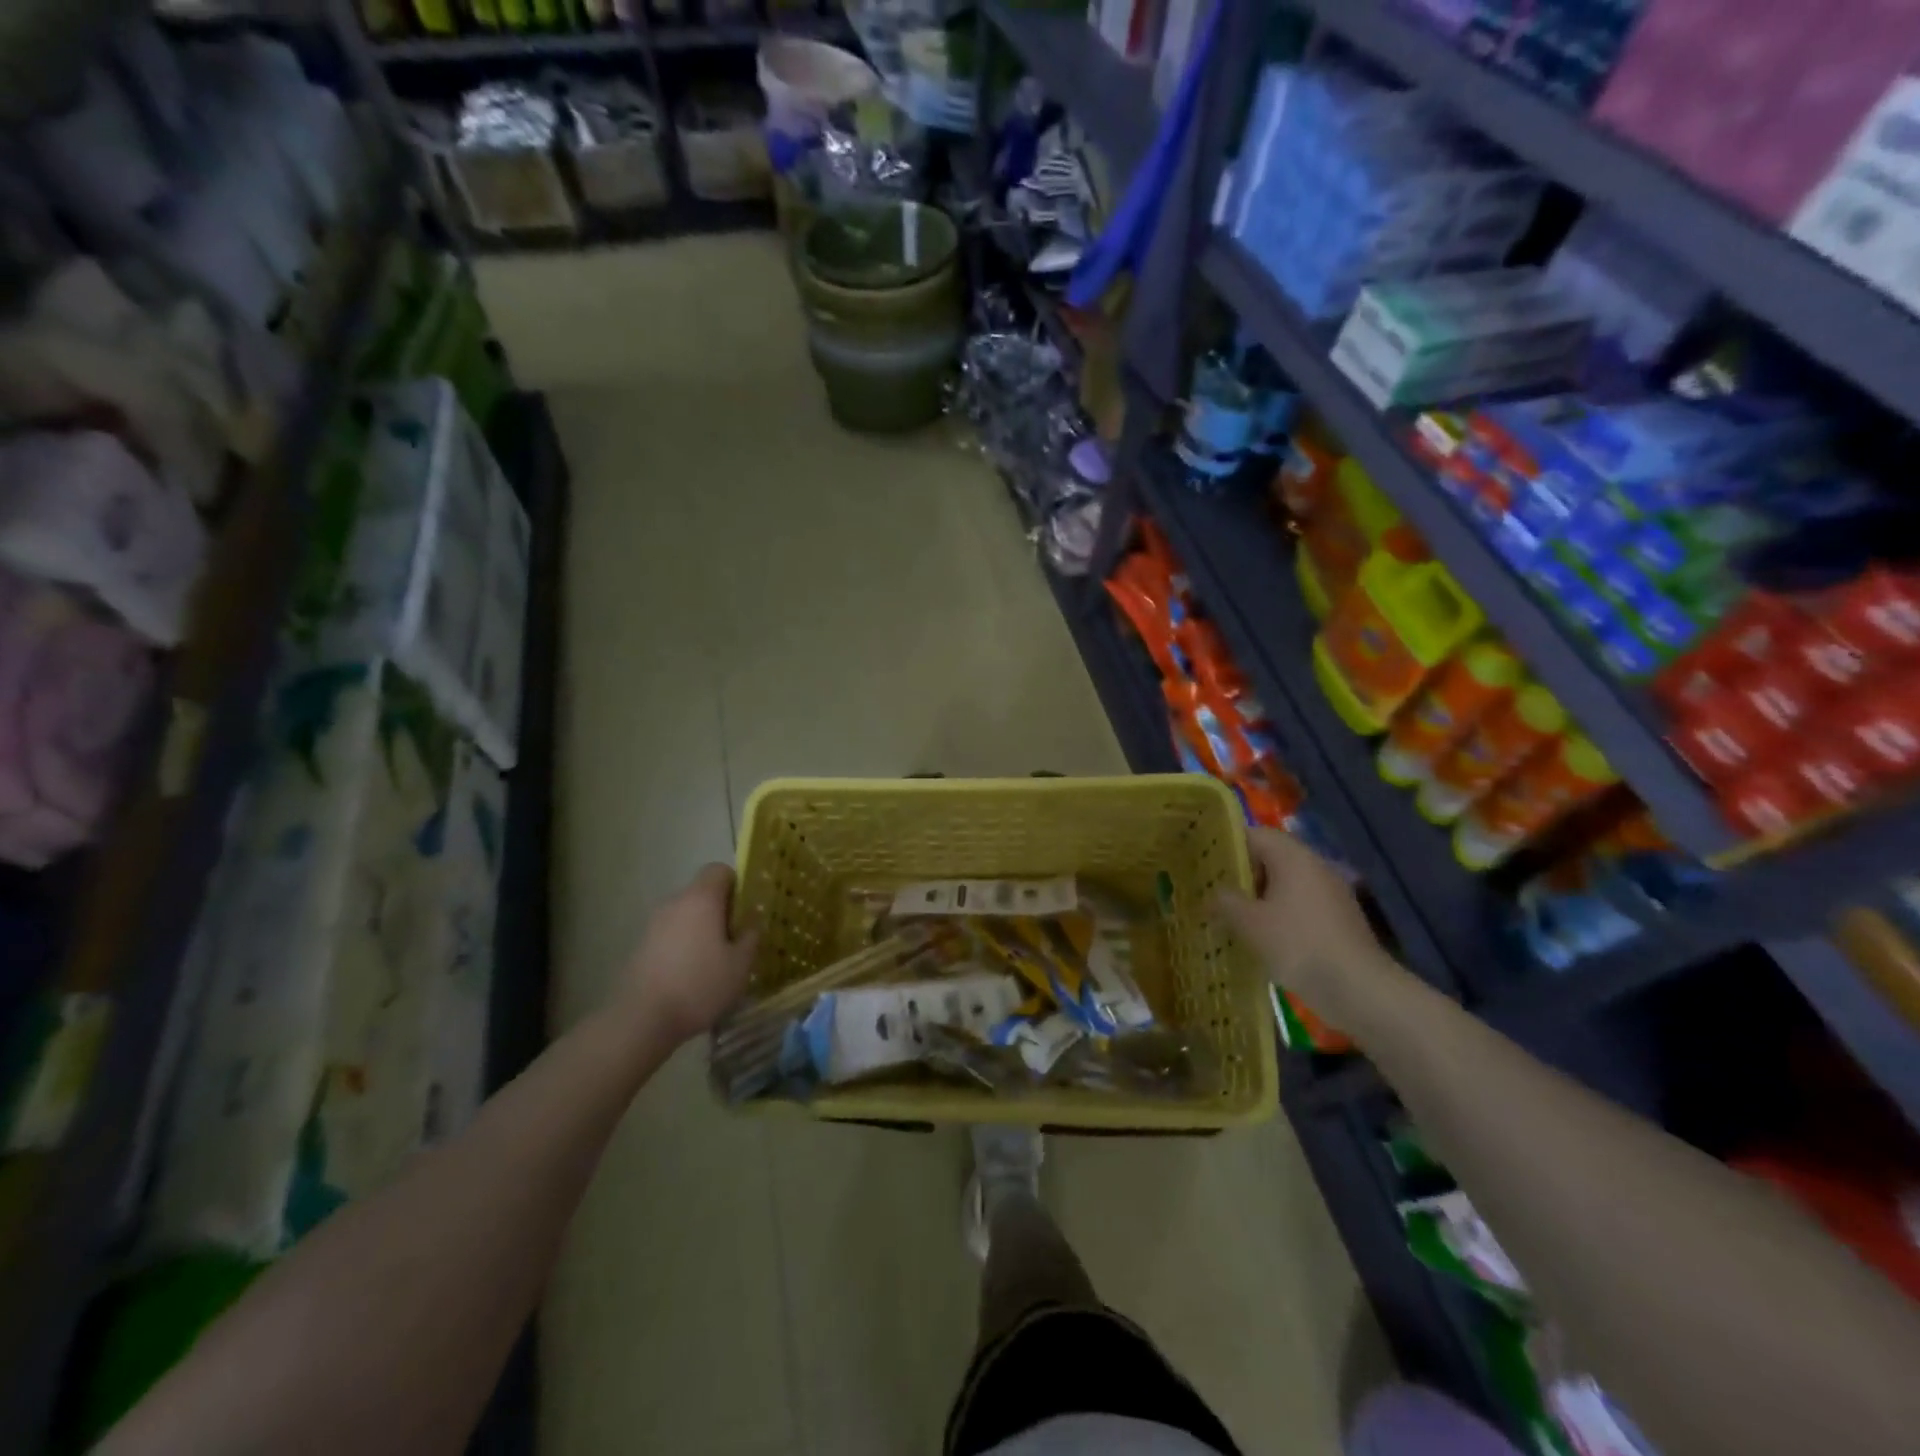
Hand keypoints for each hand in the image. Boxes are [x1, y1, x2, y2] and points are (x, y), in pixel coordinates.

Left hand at [615, 864, 758, 1047]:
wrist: (641, 1020)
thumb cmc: (699, 985)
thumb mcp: (740, 965)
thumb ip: (750, 936)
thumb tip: (751, 922)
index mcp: (701, 899)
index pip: (719, 870)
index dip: (737, 884)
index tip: (746, 910)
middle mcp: (675, 903)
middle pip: (702, 893)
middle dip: (721, 910)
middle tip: (736, 940)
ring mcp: (653, 924)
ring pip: (686, 915)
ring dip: (702, 929)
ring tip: (715, 962)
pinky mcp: (641, 946)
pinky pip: (671, 934)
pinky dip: (684, 945)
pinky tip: (692, 976)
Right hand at [1213, 828, 1393, 1025]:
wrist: (1358, 988)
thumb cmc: (1297, 944)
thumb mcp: (1250, 923)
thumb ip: (1225, 902)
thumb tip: (1212, 894)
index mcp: (1293, 857)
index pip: (1254, 834)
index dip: (1227, 844)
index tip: (1204, 860)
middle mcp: (1315, 866)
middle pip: (1271, 857)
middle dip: (1242, 872)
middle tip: (1213, 888)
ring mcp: (1331, 892)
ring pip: (1286, 883)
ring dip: (1260, 895)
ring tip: (1232, 913)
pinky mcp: (1339, 918)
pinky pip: (1300, 903)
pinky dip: (1279, 912)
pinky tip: (1262, 935)